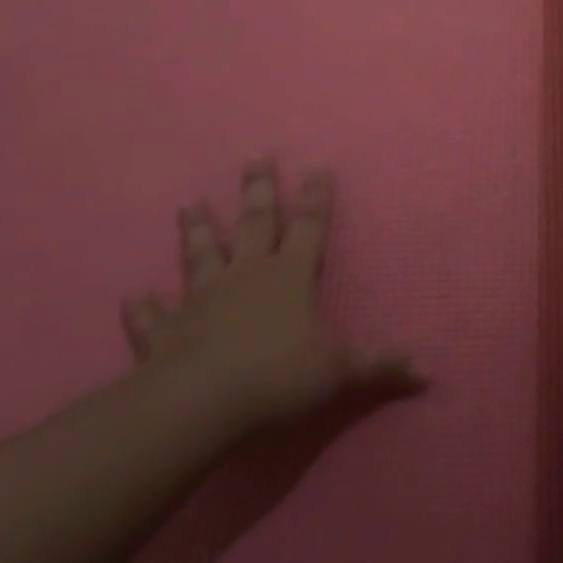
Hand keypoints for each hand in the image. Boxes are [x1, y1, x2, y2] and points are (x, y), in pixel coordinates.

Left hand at [122, 161, 421, 434]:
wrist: (198, 405)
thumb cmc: (277, 377)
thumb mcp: (339, 371)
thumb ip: (379, 366)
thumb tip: (428, 372)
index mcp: (290, 275)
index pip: (310, 227)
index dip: (317, 198)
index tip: (318, 168)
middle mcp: (247, 275)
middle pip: (255, 223)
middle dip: (259, 190)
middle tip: (255, 157)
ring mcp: (202, 300)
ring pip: (201, 256)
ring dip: (197, 231)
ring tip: (190, 205)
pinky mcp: (165, 333)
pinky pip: (153, 318)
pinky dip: (143, 308)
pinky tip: (134, 297)